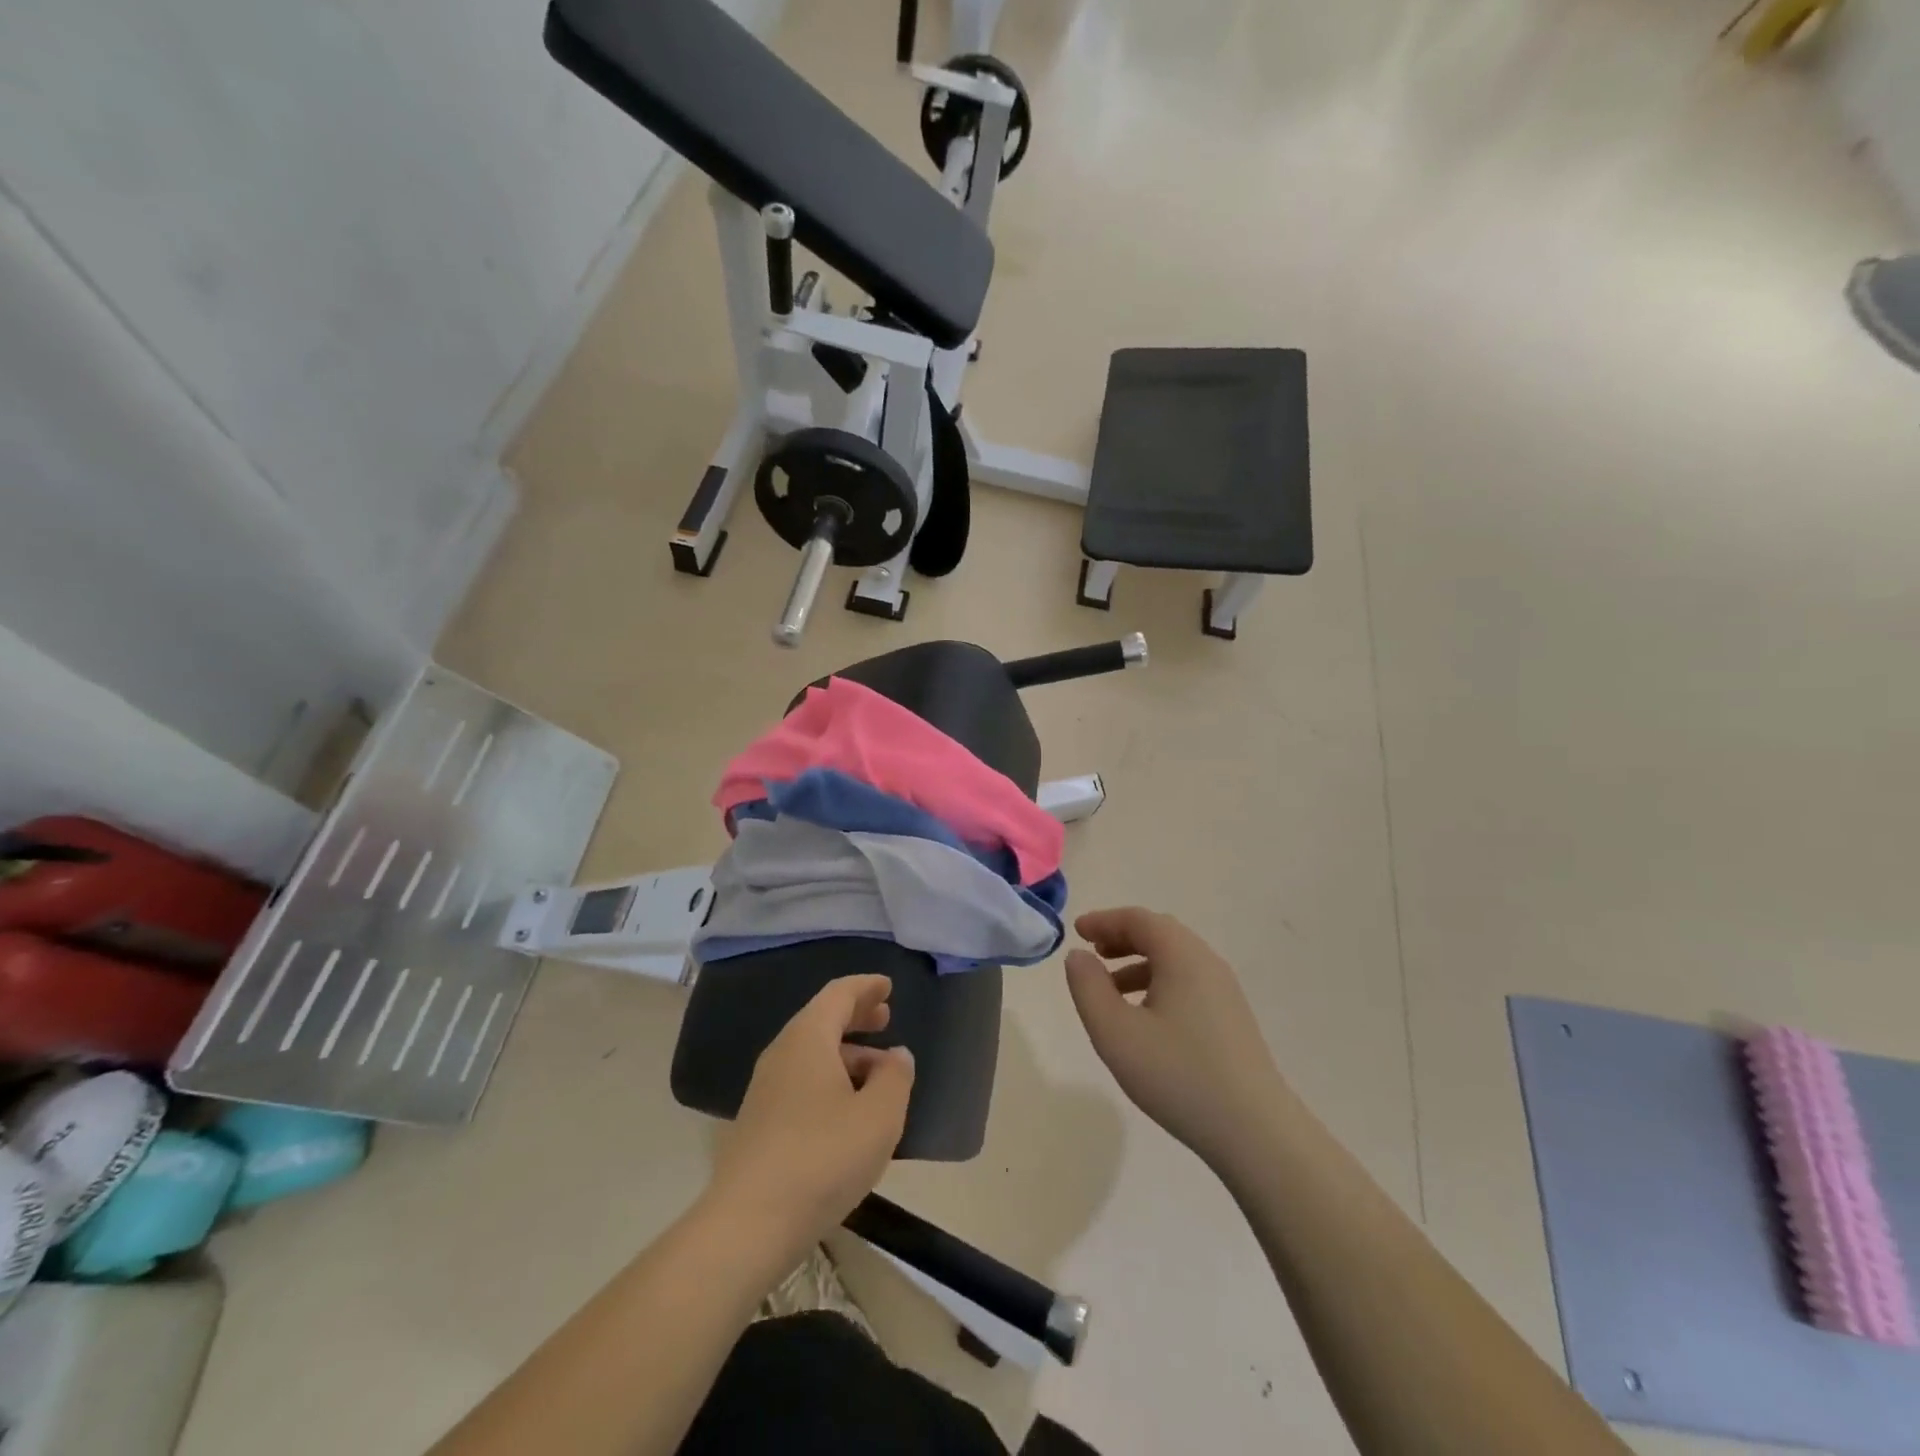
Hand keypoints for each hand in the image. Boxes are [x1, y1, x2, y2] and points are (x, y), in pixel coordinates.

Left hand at [705, 975, 915, 1263]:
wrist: (748, 1225)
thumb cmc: (823, 1157)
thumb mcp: (879, 1116)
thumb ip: (895, 1077)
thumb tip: (896, 1055)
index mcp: (808, 1038)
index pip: (838, 994)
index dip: (865, 987)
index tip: (887, 986)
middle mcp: (782, 1053)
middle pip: (821, 1020)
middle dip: (855, 1016)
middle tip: (885, 1018)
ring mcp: (765, 1089)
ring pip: (811, 1054)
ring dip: (846, 1053)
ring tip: (878, 1072)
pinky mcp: (759, 1122)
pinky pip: (801, 1081)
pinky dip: (830, 1078)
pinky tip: (849, 1108)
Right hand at [1065, 907, 1286, 1175]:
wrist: (1255, 1132)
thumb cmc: (1178, 1075)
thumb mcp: (1115, 1032)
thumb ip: (1088, 988)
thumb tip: (1078, 956)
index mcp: (1182, 956)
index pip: (1138, 919)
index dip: (1104, 920)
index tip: (1077, 932)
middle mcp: (1207, 962)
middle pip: (1159, 933)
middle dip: (1121, 937)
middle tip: (1092, 953)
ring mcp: (1224, 991)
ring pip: (1175, 959)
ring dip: (1138, 962)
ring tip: (1110, 989)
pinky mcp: (1232, 1018)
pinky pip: (1188, 981)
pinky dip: (1158, 983)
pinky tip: (1144, 1018)